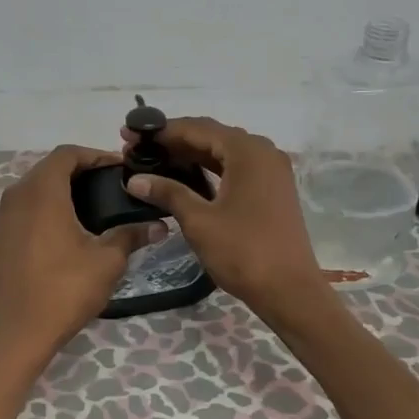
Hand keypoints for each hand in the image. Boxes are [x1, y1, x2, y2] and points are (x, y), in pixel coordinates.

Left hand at [0, 145, 159, 418]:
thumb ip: (130, 235)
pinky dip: (38, 215)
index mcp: (42, 193)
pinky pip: (18, 215)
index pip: (66, 154)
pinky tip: (57, 237)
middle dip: (77, 172)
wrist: (17, 334)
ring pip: (29, 193)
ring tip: (85, 210)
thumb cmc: (65, 290)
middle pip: (46, 170)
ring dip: (56, 193)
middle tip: (106, 187)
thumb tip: (157, 225)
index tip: (117, 167)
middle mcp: (14, 198)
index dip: (94, 155)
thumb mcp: (107, 262)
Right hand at [122, 117, 326, 321]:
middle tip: (137, 149)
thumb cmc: (243, 251)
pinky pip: (235, 168)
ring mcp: (271, 171)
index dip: (161, 131)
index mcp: (247, 151)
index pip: (197, 128)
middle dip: (174, 141)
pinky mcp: (272, 190)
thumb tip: (134, 179)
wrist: (288, 290)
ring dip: (191, 154)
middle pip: (212, 136)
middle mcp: (263, 152)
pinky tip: (186, 177)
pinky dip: (209, 169)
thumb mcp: (199, 221)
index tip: (129, 135)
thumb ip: (168, 192)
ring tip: (156, 161)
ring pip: (224, 152)